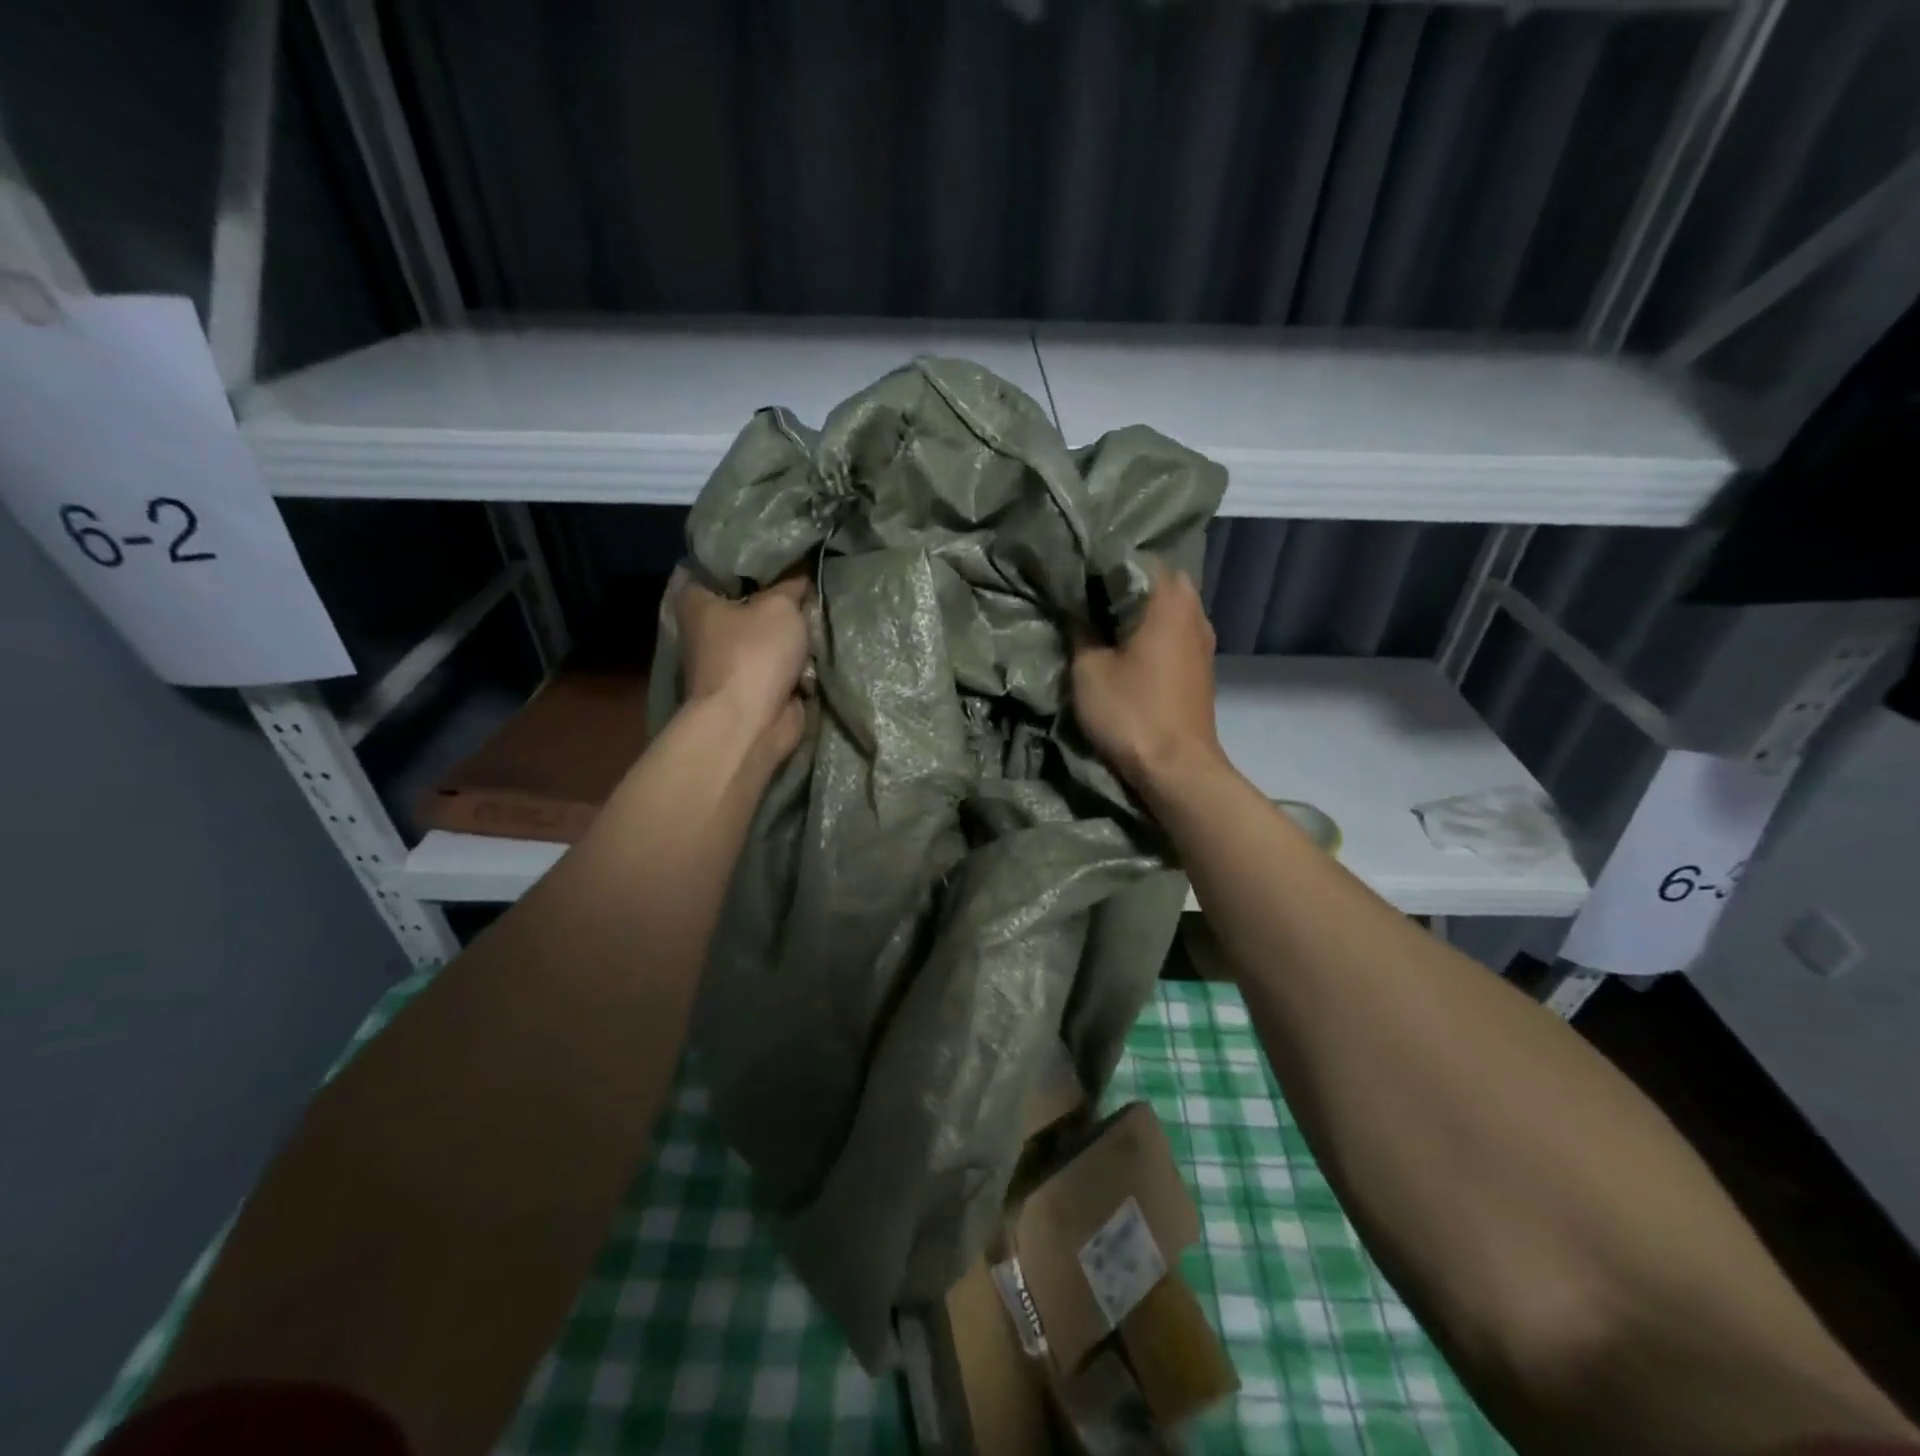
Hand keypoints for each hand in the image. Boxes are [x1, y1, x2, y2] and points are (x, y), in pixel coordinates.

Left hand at [674, 571, 810, 759]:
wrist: (751, 723)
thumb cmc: (754, 654)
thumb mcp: (780, 605)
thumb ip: (793, 584)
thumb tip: (802, 569)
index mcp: (697, 599)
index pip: (718, 563)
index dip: (749, 554)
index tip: (780, 547)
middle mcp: (707, 627)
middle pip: (748, 598)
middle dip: (777, 592)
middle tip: (808, 575)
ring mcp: (729, 659)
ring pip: (767, 631)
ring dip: (790, 628)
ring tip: (820, 606)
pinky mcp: (752, 685)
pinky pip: (780, 662)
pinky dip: (797, 658)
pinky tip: (820, 641)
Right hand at [1071, 565, 1224, 792]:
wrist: (1177, 768)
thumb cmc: (1132, 712)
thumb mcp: (1088, 669)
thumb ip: (1079, 629)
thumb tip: (1073, 607)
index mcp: (1168, 599)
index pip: (1135, 557)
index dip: (1101, 564)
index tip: (1075, 575)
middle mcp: (1194, 610)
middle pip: (1155, 580)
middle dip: (1121, 586)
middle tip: (1086, 598)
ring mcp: (1203, 639)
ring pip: (1167, 607)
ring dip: (1138, 611)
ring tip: (1102, 622)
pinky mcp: (1202, 666)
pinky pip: (1174, 632)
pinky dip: (1152, 632)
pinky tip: (1127, 648)